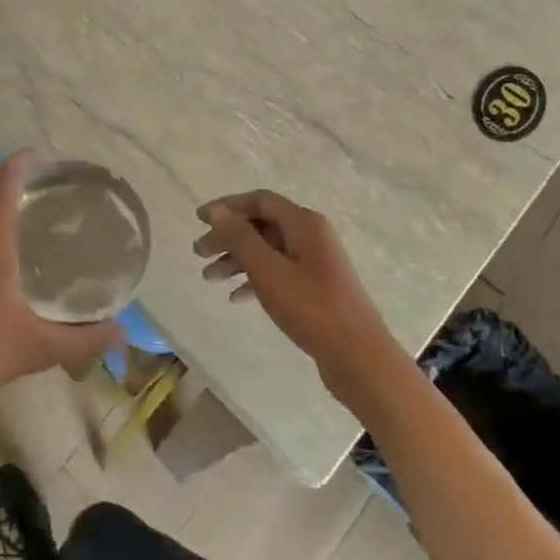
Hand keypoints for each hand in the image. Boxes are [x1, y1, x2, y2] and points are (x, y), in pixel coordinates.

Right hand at [194, 191, 408, 411]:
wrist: (360, 358)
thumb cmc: (312, 309)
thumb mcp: (269, 271)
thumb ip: (240, 238)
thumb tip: (217, 211)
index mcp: (304, 223)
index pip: (260, 201)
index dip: (227, 207)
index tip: (199, 220)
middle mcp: (312, 235)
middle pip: (262, 225)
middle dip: (228, 237)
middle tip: (199, 253)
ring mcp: (316, 262)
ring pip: (268, 250)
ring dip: (237, 260)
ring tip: (208, 278)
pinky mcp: (317, 287)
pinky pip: (279, 272)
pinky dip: (255, 279)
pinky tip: (236, 297)